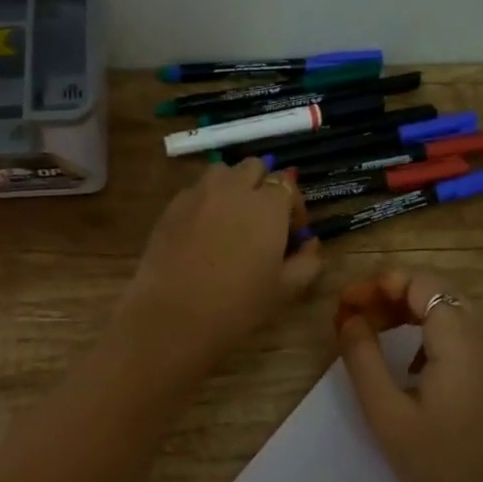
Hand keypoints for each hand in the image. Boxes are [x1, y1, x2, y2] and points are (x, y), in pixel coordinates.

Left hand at [118, 159, 323, 366]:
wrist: (173, 314)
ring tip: (231, 218)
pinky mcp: (172, 205)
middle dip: (262, 186)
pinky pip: (196, 190)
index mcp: (268, 205)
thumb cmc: (237, 305)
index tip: (291, 232)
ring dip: (233, 186)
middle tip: (262, 220)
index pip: (286, 184)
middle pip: (254, 167)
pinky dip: (206, 201)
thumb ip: (307, 262)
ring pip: (222, 172)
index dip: (293, 206)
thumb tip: (310, 244)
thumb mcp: (284, 290)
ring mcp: (199, 193)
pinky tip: (202, 232)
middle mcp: (234, 188)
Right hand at [337, 269, 482, 481]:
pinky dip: (427, 328)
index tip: (343, 305)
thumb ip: (362, 357)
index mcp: (460, 340)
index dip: (377, 284)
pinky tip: (406, 360)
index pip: (420, 283)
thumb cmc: (438, 463)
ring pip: (448, 308)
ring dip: (407, 310)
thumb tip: (348, 318)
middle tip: (351, 316)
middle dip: (389, 294)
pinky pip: (460, 331)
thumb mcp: (386, 412)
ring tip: (369, 330)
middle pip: (435, 289)